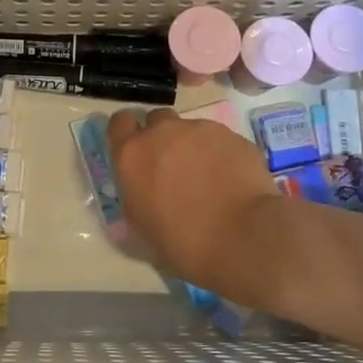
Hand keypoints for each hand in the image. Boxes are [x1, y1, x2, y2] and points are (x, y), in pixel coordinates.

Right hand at [107, 108, 278, 291]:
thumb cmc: (183, 242)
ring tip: (208, 179)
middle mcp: (163, 133)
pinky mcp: (234, 136)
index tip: (136, 153)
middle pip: (157, 120)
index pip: (119, 123)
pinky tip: (231, 181)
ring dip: (193, 147)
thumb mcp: (142, 227)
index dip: (127, 135)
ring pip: (191, 130)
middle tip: (172, 168)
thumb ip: (136, 198)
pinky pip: (220, 140)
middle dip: (162, 138)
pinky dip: (221, 154)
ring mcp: (201, 130)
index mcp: (132, 155)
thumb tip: (142, 192)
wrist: (243, 238)